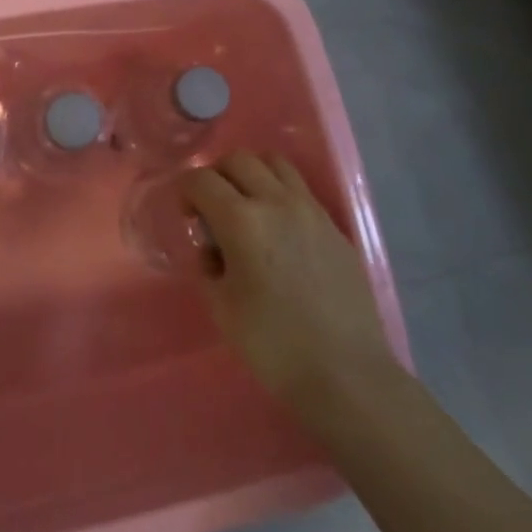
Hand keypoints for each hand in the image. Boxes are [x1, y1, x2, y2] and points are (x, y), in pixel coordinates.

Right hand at [181, 152, 396, 419]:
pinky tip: (279, 230)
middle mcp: (276, 202)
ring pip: (275, 163)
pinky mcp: (334, 226)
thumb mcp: (221, 306)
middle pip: (239, 159)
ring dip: (253, 174)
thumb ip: (207, 265)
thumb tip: (211, 248)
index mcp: (241, 220)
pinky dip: (281, 193)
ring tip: (247, 206)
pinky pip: (301, 189)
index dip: (185, 191)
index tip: (186, 215)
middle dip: (217, 175)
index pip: (201, 179)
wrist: (345, 372)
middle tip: (213, 207)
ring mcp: (311, 210)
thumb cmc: (272, 344)